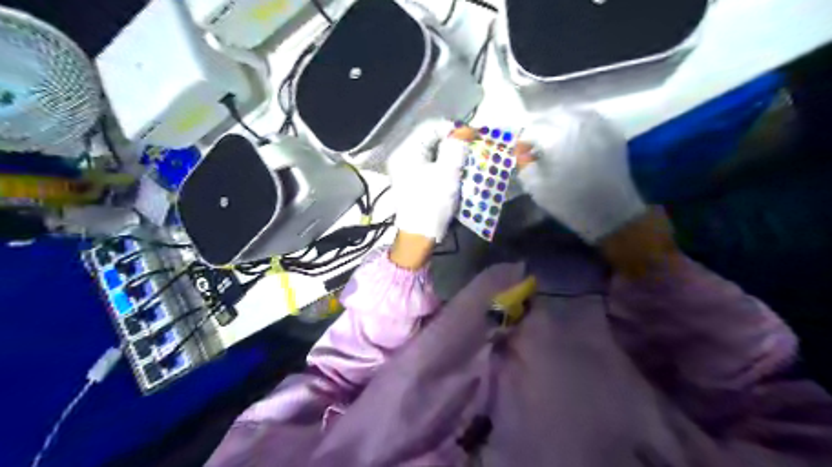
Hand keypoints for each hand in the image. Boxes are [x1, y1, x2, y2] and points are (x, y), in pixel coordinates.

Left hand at [385, 123, 470, 268]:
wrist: (419, 235)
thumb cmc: (432, 203)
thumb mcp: (448, 173)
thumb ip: (456, 147)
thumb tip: (463, 130)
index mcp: (407, 151)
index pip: (431, 126)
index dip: (453, 128)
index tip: (472, 136)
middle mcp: (402, 156)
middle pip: (430, 138)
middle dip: (453, 141)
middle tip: (471, 148)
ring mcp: (405, 168)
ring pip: (431, 151)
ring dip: (450, 153)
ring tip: (466, 159)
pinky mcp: (411, 179)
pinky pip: (429, 163)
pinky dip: (443, 163)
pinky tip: (455, 170)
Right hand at [519, 105, 645, 241]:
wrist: (610, 212)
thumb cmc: (568, 202)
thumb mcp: (536, 188)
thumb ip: (525, 165)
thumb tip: (523, 152)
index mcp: (556, 140)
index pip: (532, 130)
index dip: (523, 140)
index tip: (520, 151)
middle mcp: (577, 126)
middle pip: (552, 115)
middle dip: (539, 126)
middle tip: (533, 141)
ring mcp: (597, 126)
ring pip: (572, 111)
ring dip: (558, 120)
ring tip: (552, 134)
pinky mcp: (611, 132)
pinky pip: (591, 117)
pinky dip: (578, 120)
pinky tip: (573, 132)